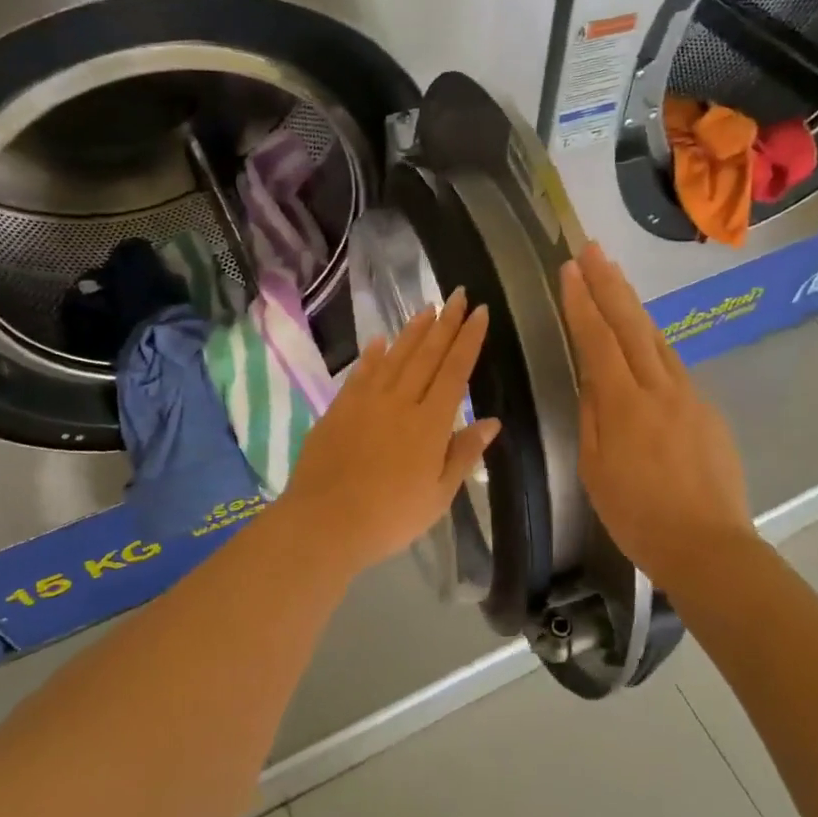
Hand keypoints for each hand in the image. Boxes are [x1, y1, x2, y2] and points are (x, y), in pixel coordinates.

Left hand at [276, 289, 501, 576]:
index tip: (479, 311)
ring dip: (413, 331)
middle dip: (445, 323)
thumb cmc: (391, 516)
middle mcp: (400, 402)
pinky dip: (372, 355)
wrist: (325, 522)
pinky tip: (379, 341)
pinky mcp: (339, 408)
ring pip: (395, 356)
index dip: (468, 339)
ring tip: (428, 308)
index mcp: (430, 423)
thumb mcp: (439, 495)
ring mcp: (366, 401)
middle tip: (457, 294)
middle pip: (427, 354)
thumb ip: (464, 453)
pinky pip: (361, 373)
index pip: (455, 370)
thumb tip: (492, 421)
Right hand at [559, 244, 751, 583]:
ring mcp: (690, 396)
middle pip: (632, 325)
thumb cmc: (638, 516)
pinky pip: (674, 367)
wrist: (708, 546)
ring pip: (657, 339)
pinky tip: (644, 339)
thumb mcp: (596, 469)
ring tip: (615, 279)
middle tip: (592, 250)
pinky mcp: (708, 410)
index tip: (569, 268)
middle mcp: (660, 389)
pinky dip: (654, 343)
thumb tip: (592, 377)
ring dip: (633, 306)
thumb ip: (594, 416)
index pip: (598, 340)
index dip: (582, 302)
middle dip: (609, 284)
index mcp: (625, 405)